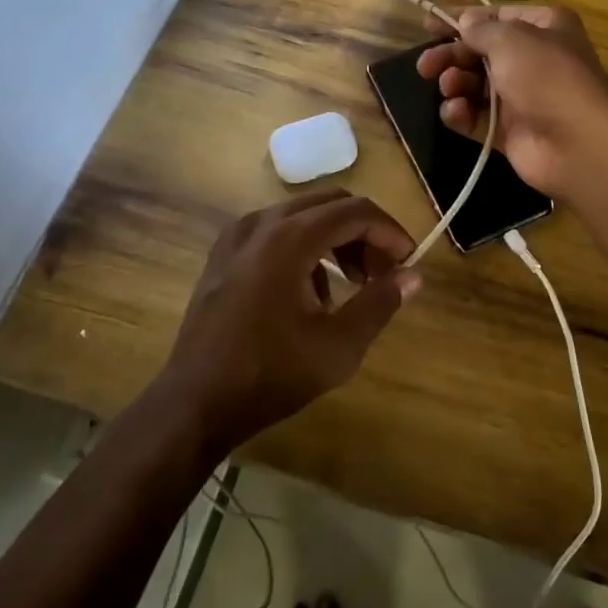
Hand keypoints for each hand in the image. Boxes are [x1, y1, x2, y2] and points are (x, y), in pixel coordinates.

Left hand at [156, 190, 418, 453]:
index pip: (356, 211)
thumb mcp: (338, 346)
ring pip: (303, 215)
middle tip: (382, 273)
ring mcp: (238, 236)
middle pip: (330, 204)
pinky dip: (305, 247)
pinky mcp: (224, 254)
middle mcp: (262, 223)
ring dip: (336, 240)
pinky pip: (276, 231)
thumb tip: (413, 276)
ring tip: (351, 286)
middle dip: (364, 233)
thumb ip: (380, 303)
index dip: (390, 232)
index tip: (408, 262)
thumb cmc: (271, 374)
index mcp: (290, 238)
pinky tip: (310, 294)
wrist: (194, 403)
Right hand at [415, 3, 607, 197]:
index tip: (427, 24)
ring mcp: (522, 97)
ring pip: (476, 85)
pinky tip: (455, 111)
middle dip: (452, 55)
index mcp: (543, 27)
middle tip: (425, 65)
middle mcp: (534, 59)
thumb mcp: (511, 40)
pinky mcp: (509, 131)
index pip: (495, 16)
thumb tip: (464, 22)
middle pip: (481, 52)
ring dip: (455, 82)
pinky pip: (477, 117)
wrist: (576, 143)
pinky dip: (462, 113)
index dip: (461, 18)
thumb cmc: (546, 77)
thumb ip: (480, 29)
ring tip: (448, 86)